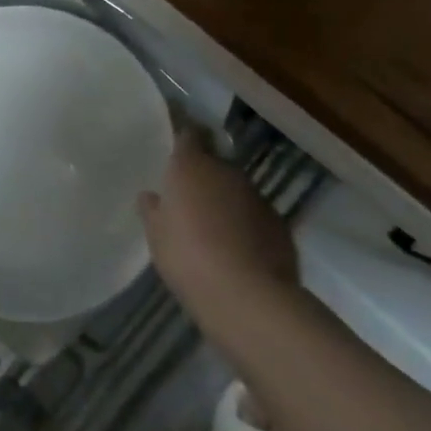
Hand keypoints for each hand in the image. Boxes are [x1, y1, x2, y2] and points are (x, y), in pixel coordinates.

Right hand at [139, 133, 302, 347]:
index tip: (176, 146)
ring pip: (236, 190)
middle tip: (188, 198)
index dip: (184, 138)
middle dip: (203, 176)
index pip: (189, 135)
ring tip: (212, 228)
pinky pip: (255, 216)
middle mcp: (227, 172)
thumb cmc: (187, 257)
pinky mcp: (279, 224)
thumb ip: (153, 210)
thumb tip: (151, 196)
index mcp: (191, 167)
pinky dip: (245, 224)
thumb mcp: (157, 235)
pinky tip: (236, 249)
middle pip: (214, 163)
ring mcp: (257, 197)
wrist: (247, 296)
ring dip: (225, 201)